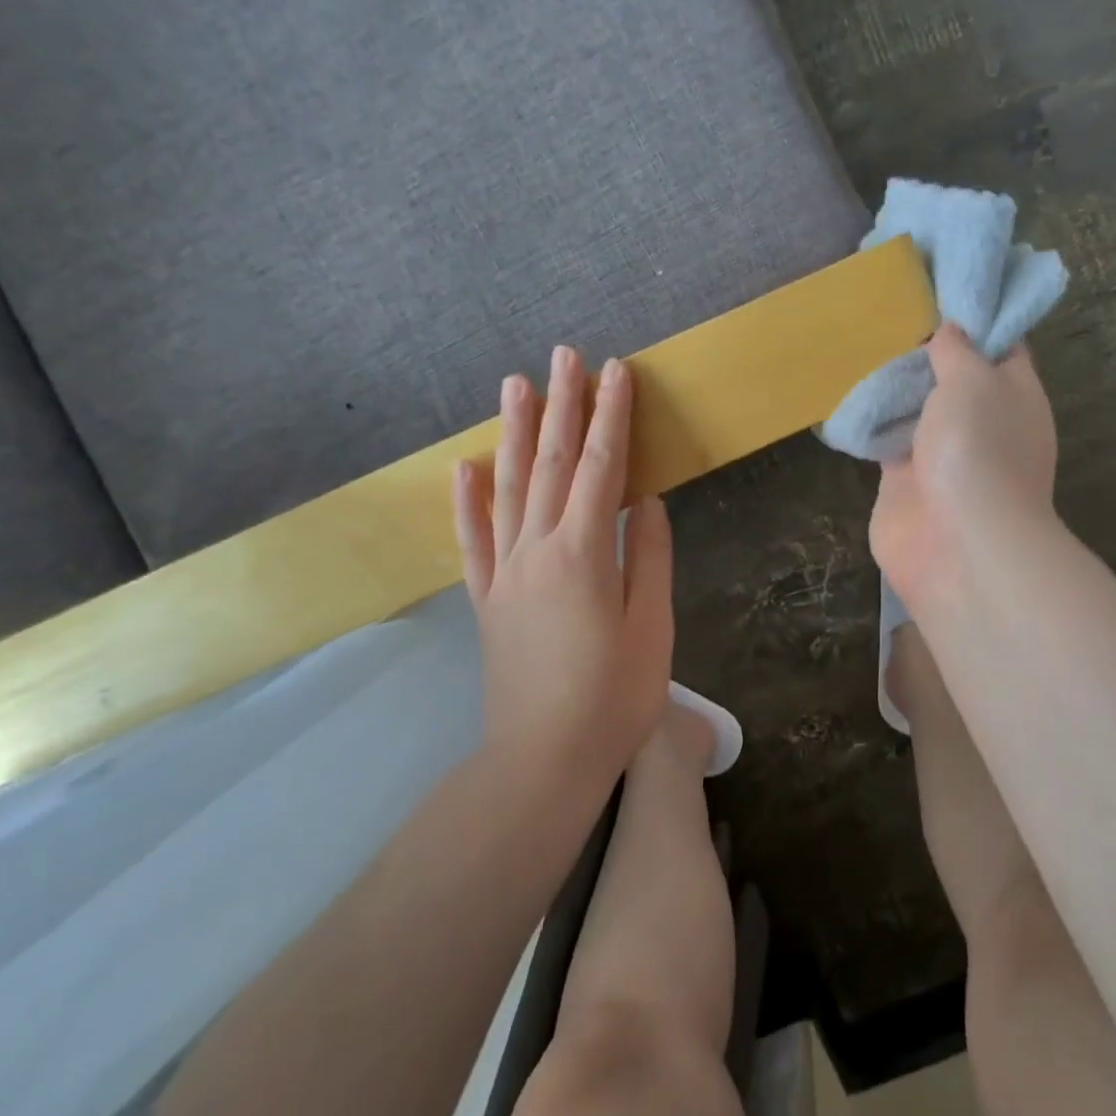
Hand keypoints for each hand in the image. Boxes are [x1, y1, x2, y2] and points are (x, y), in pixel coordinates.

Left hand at [452, 345, 673, 779]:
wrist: (543, 761)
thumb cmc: (613, 698)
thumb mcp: (651, 628)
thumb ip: (649, 556)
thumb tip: (647, 499)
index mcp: (585, 553)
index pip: (601, 467)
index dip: (613, 416)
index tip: (617, 371)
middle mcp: (537, 549)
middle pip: (551, 462)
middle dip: (562, 404)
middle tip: (564, 355)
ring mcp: (505, 572)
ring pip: (508, 487)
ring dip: (514, 432)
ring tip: (515, 384)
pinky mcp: (487, 598)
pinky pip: (472, 539)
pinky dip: (467, 500)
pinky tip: (464, 468)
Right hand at [870, 324, 1058, 608]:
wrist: (957, 544)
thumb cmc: (977, 449)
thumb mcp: (974, 380)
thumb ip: (958, 350)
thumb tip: (949, 330)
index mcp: (1014, 394)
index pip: (1000, 345)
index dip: (975, 317)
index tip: (941, 289)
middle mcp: (982, 421)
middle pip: (954, 375)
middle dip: (925, 349)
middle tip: (887, 309)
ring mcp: (943, 452)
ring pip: (918, 407)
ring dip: (895, 383)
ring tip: (860, 340)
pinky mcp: (905, 479)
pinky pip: (887, 438)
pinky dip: (872, 419)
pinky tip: (849, 389)